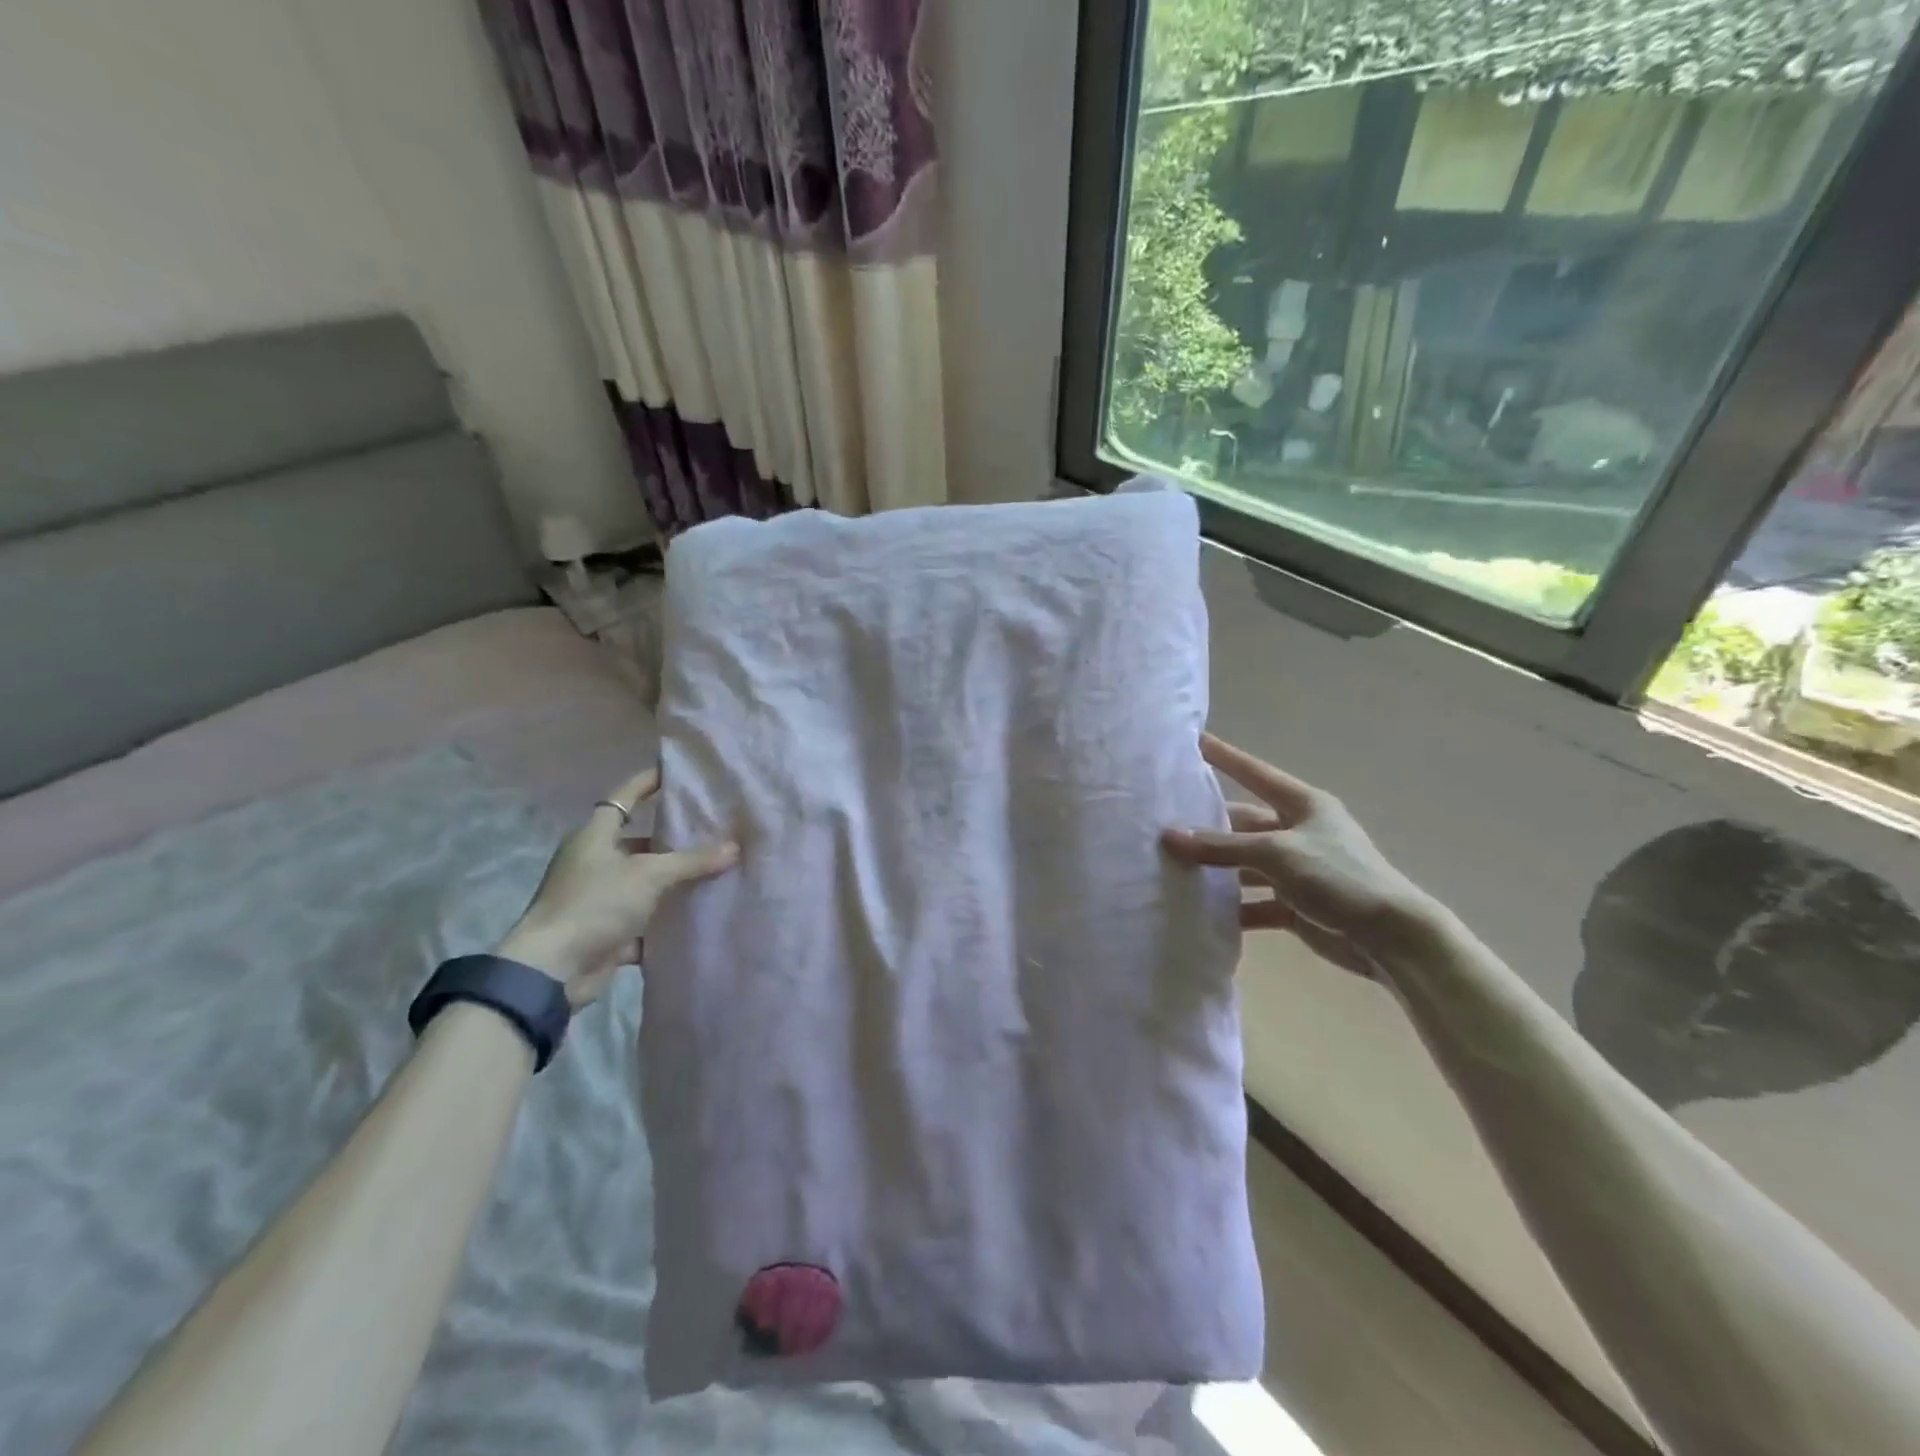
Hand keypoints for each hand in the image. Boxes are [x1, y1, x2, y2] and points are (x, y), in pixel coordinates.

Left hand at [496, 767, 736, 1006]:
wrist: (553, 971)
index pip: (624, 798)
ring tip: (716, 869)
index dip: (648, 782)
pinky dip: (667, 919)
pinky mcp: (606, 932)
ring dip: (674, 881)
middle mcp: (594, 862)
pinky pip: (645, 920)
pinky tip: (699, 915)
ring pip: (645, 882)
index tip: (676, 772)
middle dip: (673, 838)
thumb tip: (734, 847)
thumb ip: (692, 861)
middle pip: (639, 842)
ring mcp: (599, 899)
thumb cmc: (595, 904)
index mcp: (594, 837)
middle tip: (713, 828)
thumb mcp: (649, 875)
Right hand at [1163, 734, 1435, 978]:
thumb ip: (1222, 847)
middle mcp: (1298, 832)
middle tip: (1162, 826)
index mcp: (1303, 805)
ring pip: (1244, 865)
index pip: (1254, 772)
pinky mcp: (1295, 905)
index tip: (1193, 740)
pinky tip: (1201, 914)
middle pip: (1242, 825)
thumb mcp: (1277, 854)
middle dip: (1206, 828)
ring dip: (1215, 872)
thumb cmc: (1339, 878)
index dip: (1225, 757)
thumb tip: (1169, 837)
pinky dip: (1232, 908)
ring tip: (1171, 871)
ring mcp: (1297, 870)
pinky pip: (1254, 902)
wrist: (1392, 939)